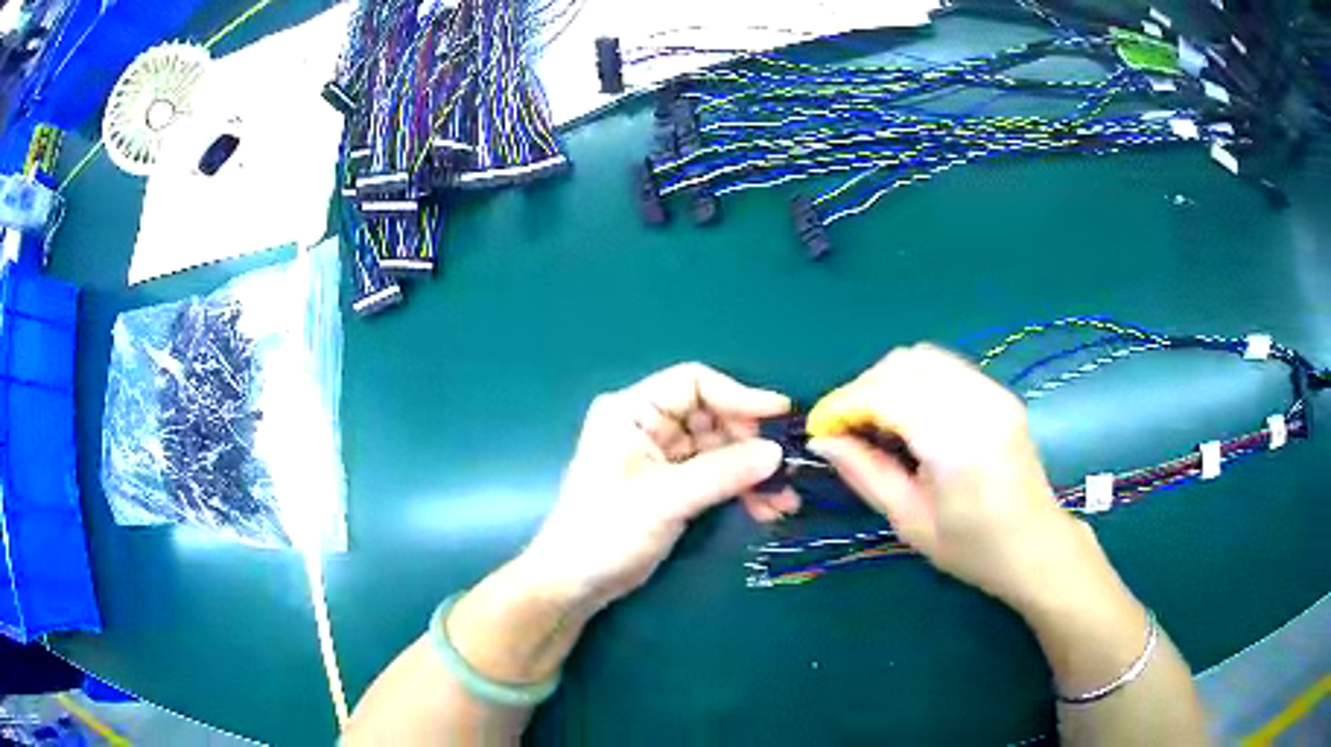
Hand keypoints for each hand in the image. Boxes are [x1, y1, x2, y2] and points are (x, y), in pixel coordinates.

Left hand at [520, 363, 795, 611]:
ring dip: (752, 471)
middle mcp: (648, 424)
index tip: (781, 415)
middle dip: (751, 441)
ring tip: (784, 499)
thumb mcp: (666, 499)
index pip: (694, 383)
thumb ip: (723, 473)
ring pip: (719, 448)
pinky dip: (739, 489)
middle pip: (712, 415)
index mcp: (632, 411)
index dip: (739, 395)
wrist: (576, 583)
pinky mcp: (672, 484)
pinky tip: (766, 510)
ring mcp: (661, 456)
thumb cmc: (607, 531)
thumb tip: (777, 453)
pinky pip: (715, 475)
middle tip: (785, 466)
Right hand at [804, 344, 1101, 611]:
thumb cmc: (973, 549)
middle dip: (865, 388)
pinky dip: (915, 382)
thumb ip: (866, 473)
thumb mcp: (910, 521)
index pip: (887, 393)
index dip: (845, 403)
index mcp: (957, 442)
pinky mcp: (999, 393)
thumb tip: (824, 441)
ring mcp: (993, 392)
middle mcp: (978, 402)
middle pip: (904, 363)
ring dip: (889, 381)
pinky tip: (909, 417)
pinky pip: (945, 368)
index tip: (822, 429)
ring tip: (876, 422)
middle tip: (848, 428)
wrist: (1036, 547)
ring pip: (924, 357)